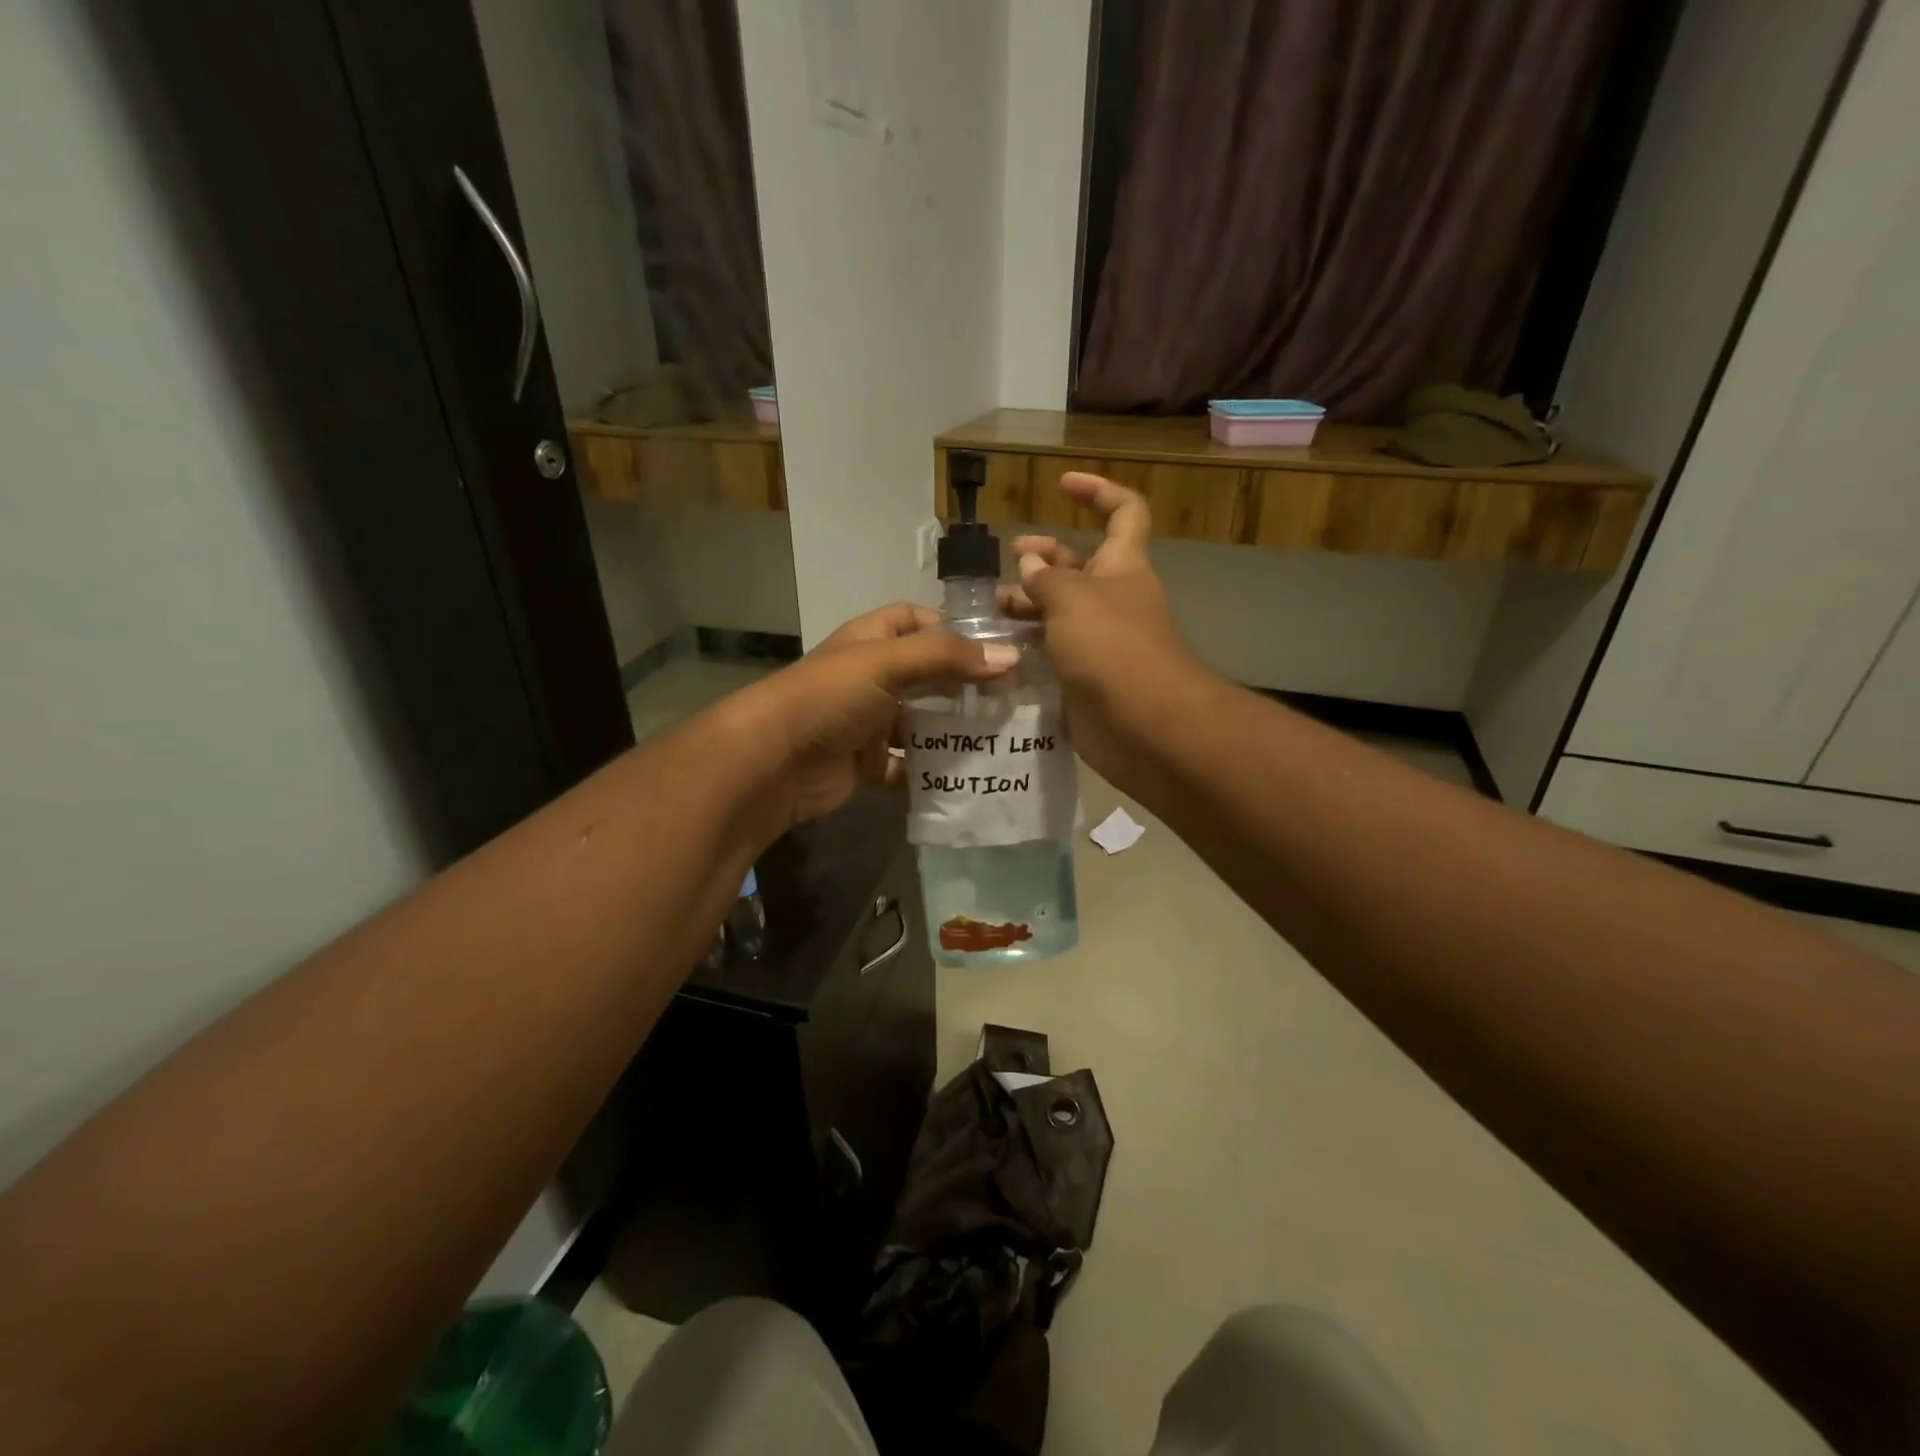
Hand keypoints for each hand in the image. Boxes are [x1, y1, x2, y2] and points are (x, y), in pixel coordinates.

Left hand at [727, 603, 1018, 829]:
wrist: (773, 762)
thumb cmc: (829, 697)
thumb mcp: (888, 663)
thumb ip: (947, 657)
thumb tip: (1010, 655)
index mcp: (870, 641)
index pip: (914, 620)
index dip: (951, 626)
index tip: (995, 644)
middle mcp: (869, 677)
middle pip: (925, 675)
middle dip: (962, 684)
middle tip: (1013, 696)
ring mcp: (867, 722)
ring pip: (919, 723)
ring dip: (951, 730)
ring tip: (1001, 737)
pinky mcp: (865, 763)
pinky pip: (905, 766)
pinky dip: (929, 771)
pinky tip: (965, 774)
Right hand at [1000, 472, 1203, 779]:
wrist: (1143, 725)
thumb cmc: (1112, 646)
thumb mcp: (1073, 598)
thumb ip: (1046, 578)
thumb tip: (1030, 563)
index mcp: (1122, 566)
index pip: (1123, 512)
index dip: (1098, 492)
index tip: (1062, 485)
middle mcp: (1113, 599)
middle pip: (1079, 566)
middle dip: (1043, 558)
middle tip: (1006, 564)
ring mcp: (1100, 641)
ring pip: (1060, 612)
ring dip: (1028, 606)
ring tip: (992, 610)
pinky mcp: (1085, 678)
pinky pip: (1054, 653)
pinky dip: (1030, 648)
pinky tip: (999, 649)